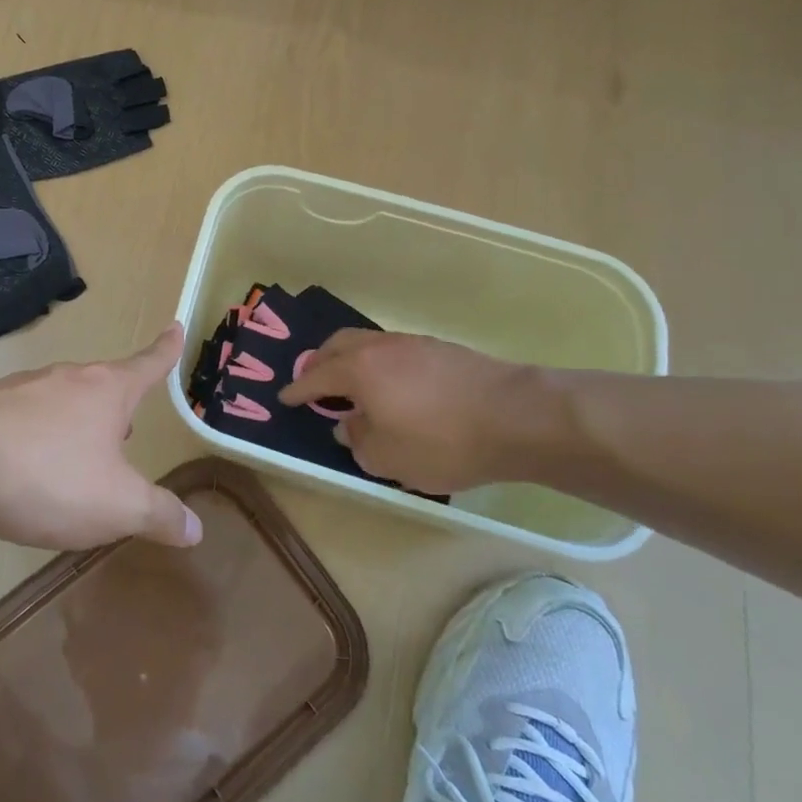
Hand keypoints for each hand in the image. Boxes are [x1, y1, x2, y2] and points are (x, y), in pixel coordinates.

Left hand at [0, 324, 200, 550]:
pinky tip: (26, 470)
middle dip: (117, 408)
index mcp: (107, 391)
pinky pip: (26, 419)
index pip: (148, 364)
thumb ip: (157, 514)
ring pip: (63, 402)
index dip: (167, 350)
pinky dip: (37, 439)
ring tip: (75, 462)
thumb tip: (194, 528)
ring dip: (75, 426)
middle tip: (125, 435)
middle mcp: (68, 378)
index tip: (176, 326)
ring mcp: (24, 388)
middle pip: (103, 386)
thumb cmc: (48, 475)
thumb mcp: (116, 505)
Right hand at [279, 331, 550, 497]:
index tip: (285, 397)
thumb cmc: (441, 441)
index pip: (316, 377)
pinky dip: (381, 365)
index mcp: (358, 370)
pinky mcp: (443, 350)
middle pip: (338, 345)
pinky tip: (394, 387)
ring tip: (353, 384)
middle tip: (313, 381)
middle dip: (320, 361)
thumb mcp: (387, 458)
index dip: (298, 390)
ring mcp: (414, 344)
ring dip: (353, 360)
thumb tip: (349, 425)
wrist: (516, 417)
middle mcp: (380, 348)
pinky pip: (395, 351)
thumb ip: (358, 441)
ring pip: (369, 344)